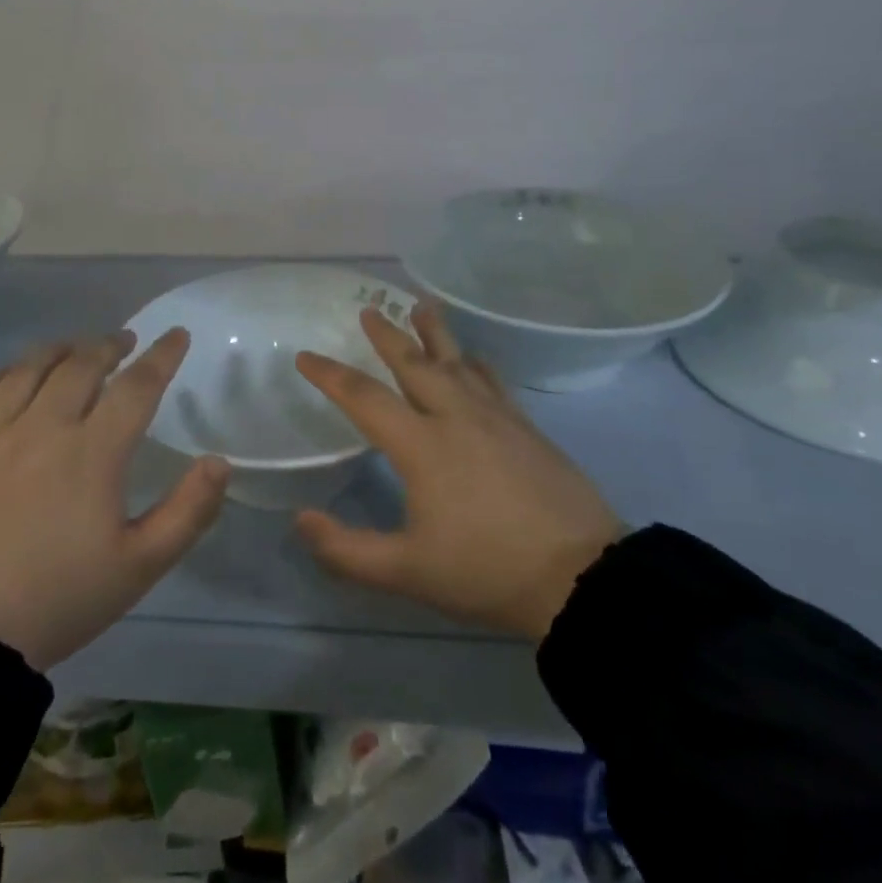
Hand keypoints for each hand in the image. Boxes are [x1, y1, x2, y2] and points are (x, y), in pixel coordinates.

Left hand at [0, 329, 228, 671]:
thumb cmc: (59, 598)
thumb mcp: (139, 566)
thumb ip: (188, 511)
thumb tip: (220, 462)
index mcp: (93, 452)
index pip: (137, 386)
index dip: (162, 356)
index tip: (177, 335)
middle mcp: (45, 427)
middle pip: (81, 365)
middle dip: (109, 345)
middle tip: (125, 341)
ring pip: (31, 368)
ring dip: (61, 349)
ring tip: (77, 346)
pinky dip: (9, 371)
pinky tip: (18, 372)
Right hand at [294, 306, 623, 639]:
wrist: (581, 577)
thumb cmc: (486, 572)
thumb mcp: (407, 572)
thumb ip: (347, 550)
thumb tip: (301, 520)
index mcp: (421, 445)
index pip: (364, 398)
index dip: (329, 375)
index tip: (305, 356)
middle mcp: (455, 417)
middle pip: (414, 363)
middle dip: (388, 335)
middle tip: (370, 310)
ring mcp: (496, 417)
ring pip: (457, 361)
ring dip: (435, 333)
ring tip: (422, 305)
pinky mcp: (526, 427)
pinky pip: (492, 380)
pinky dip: (475, 363)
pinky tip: (473, 358)